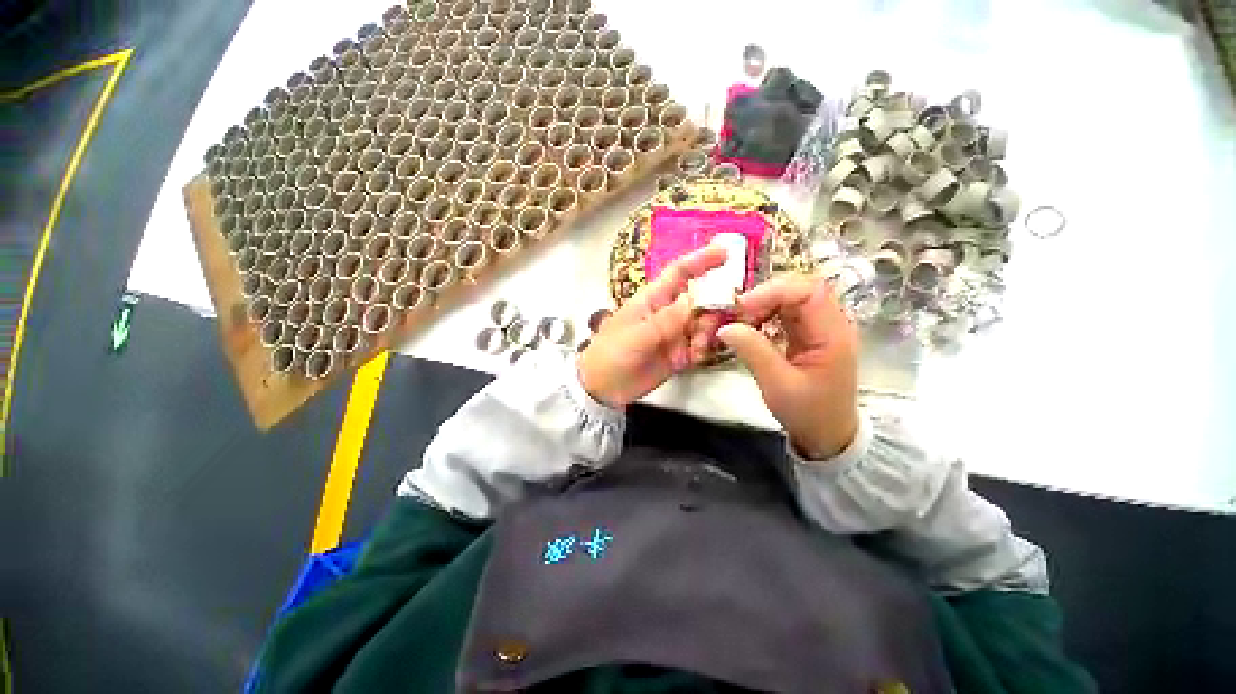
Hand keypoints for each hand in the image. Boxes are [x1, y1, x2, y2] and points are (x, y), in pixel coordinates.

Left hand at [579, 246, 728, 407]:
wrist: (603, 387)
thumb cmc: (611, 353)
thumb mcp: (636, 335)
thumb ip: (666, 320)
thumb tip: (694, 299)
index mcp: (654, 299)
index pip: (679, 273)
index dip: (701, 260)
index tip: (725, 253)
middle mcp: (668, 313)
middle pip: (700, 300)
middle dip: (712, 308)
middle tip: (711, 324)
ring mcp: (675, 334)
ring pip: (704, 324)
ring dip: (707, 333)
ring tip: (697, 348)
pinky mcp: (679, 354)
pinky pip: (701, 347)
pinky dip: (703, 350)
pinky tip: (696, 358)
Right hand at [717, 274, 859, 459]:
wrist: (826, 433)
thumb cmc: (808, 412)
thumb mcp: (777, 385)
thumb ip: (753, 351)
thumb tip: (725, 327)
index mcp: (832, 334)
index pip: (808, 291)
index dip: (773, 291)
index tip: (742, 308)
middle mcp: (829, 323)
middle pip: (798, 289)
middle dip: (763, 296)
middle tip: (737, 315)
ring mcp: (818, 327)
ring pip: (789, 298)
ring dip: (761, 305)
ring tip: (740, 322)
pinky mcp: (807, 333)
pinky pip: (784, 312)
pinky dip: (763, 314)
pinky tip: (749, 327)